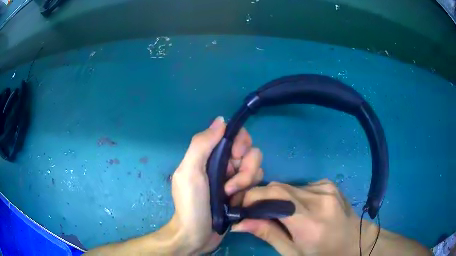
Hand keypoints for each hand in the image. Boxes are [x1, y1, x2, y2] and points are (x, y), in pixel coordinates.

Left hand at [170, 116, 263, 253]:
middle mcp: (224, 164)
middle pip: (250, 152)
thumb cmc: (191, 204)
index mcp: (210, 155)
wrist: (196, 236)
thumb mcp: (190, 172)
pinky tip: (237, 202)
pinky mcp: (242, 193)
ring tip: (231, 196)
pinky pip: (257, 184)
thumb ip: (202, 144)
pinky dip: (249, 191)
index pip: (235, 136)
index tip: (236, 156)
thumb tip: (220, 120)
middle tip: (231, 185)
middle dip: (245, 168)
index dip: (241, 143)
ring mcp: (234, 179)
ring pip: (256, 168)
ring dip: (246, 182)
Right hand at [231, 180, 430, 255]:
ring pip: (289, 186)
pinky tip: (299, 209)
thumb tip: (240, 223)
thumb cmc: (323, 254)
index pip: (274, 197)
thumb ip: (268, 234)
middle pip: (279, 188)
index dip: (251, 197)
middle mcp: (319, 198)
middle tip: (253, 211)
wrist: (354, 242)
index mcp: (310, 221)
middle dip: (261, 197)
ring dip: (278, 198)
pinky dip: (293, 195)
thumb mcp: (293, 252)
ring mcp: (326, 188)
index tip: (239, 205)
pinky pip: (302, 186)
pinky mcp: (329, 184)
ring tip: (280, 214)